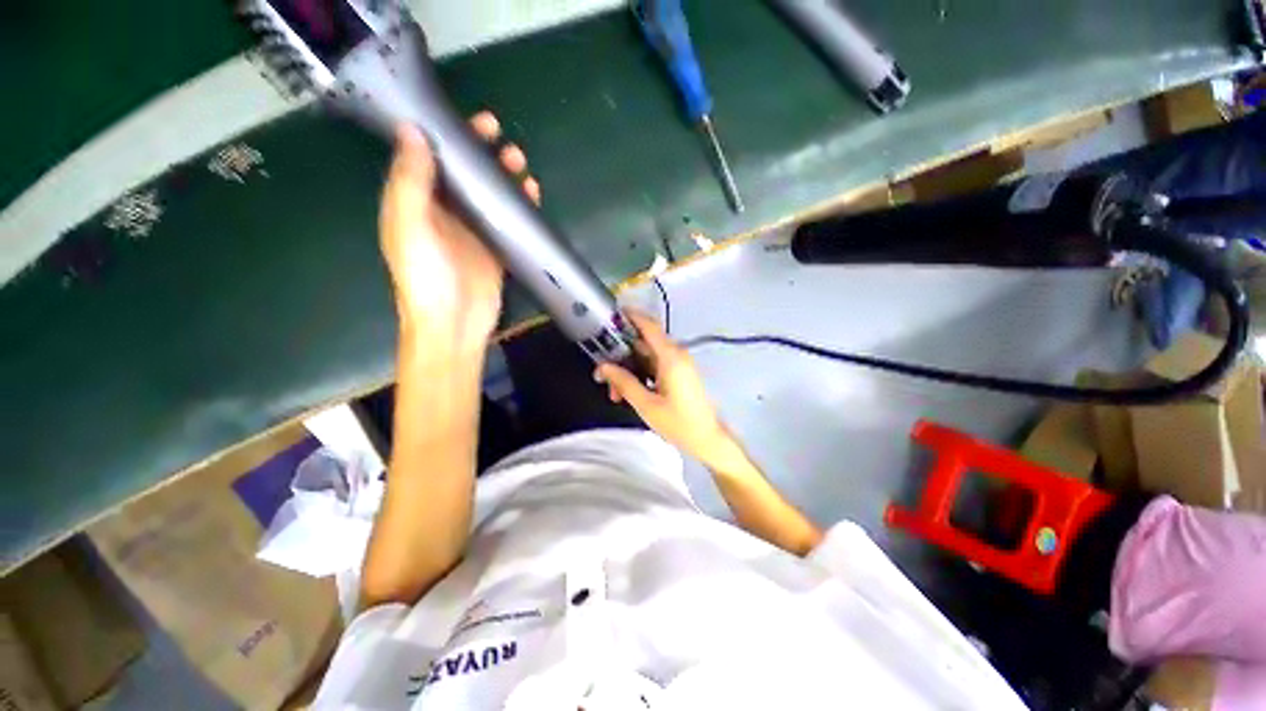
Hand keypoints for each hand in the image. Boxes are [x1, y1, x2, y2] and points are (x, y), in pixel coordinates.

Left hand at [379, 113, 540, 352]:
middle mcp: (443, 213)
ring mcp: (472, 231)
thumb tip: (412, 131)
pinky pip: (507, 220)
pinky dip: (518, 205)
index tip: (469, 121)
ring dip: (503, 176)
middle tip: (502, 139)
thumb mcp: (410, 226)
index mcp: (415, 203)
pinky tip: (531, 194)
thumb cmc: (426, 277)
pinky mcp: (494, 249)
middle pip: (462, 174)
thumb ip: (410, 182)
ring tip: (520, 163)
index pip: (429, 158)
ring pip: (488, 194)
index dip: (446, 135)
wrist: (454, 323)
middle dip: (481, 153)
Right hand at [595, 312, 732, 464]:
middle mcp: (675, 354)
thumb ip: (624, 382)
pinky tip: (628, 392)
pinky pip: (655, 366)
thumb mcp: (646, 405)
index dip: (630, 316)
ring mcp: (678, 364)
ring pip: (646, 357)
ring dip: (629, 370)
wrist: (707, 439)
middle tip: (602, 376)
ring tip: (615, 394)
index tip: (611, 314)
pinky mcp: (678, 373)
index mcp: (670, 357)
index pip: (649, 326)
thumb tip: (602, 367)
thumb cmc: (678, 423)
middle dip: (620, 357)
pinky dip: (640, 375)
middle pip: (643, 344)